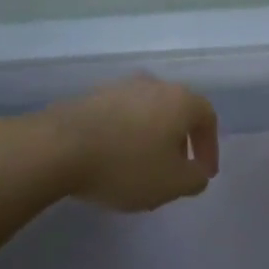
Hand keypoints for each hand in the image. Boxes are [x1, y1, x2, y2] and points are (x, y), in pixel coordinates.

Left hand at [39, 74, 219, 212]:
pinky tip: (112, 159)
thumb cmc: (126, 165)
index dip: (209, 147)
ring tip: (142, 168)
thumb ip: (194, 179)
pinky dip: (124, 135)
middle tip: (175, 170)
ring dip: (150, 138)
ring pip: (146, 113)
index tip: (203, 173)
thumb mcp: (172, 184)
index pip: (207, 117)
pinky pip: (119, 116)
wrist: (59, 147)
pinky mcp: (90, 96)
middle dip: (179, 142)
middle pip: (176, 111)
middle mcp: (152, 85)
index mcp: (179, 100)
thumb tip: (197, 172)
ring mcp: (118, 87)